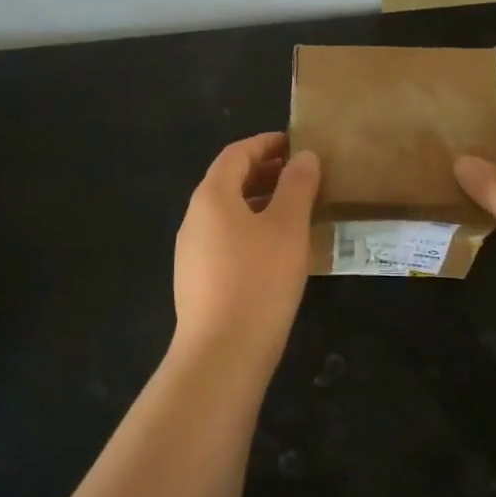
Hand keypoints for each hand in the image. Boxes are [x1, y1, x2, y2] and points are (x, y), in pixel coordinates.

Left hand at [172, 132, 320, 370]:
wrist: (221, 353)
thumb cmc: (259, 280)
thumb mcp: (288, 227)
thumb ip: (297, 186)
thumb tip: (304, 156)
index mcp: (212, 196)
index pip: (236, 154)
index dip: (266, 143)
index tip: (296, 143)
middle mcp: (195, 218)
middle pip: (228, 181)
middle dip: (264, 172)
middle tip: (301, 176)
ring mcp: (191, 251)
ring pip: (228, 213)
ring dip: (259, 202)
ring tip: (295, 210)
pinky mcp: (197, 279)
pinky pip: (226, 239)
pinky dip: (251, 229)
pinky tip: (276, 250)